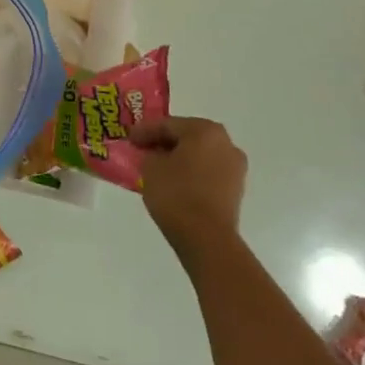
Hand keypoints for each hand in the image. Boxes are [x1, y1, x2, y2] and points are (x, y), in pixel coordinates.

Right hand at [131, 116, 247, 254]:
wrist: (207, 239)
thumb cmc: (177, 194)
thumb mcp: (151, 167)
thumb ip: (150, 153)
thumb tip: (154, 154)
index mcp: (205, 130)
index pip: (168, 124)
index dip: (145, 130)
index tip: (129, 137)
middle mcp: (226, 143)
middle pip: (187, 137)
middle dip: (164, 143)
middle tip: (143, 149)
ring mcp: (234, 168)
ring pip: (199, 156)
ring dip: (179, 159)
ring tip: (157, 168)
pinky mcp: (236, 191)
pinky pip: (207, 173)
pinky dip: (191, 174)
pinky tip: (174, 182)